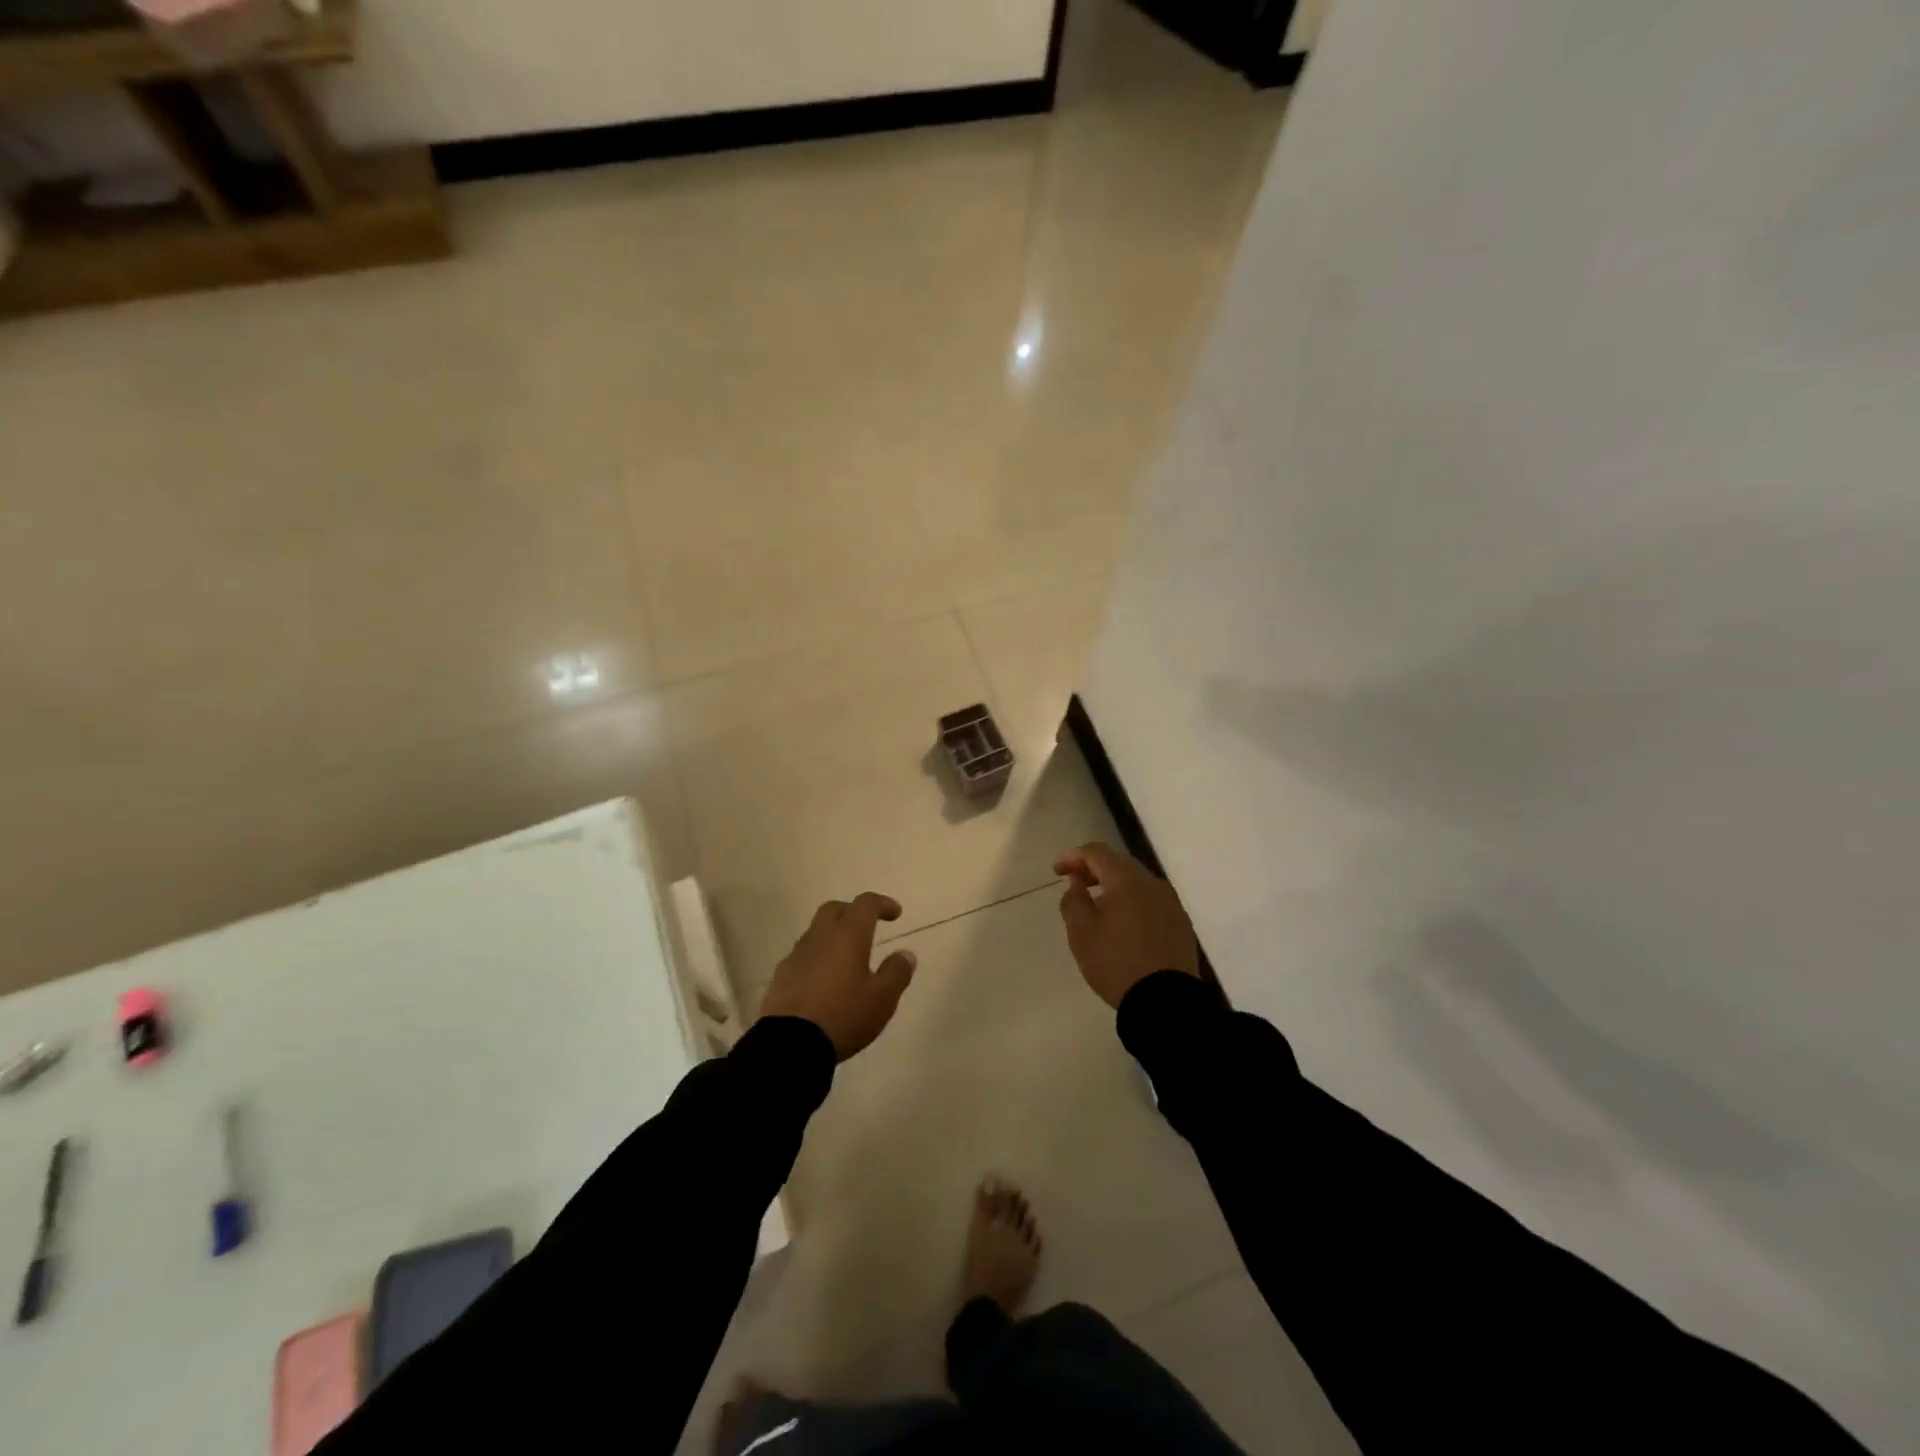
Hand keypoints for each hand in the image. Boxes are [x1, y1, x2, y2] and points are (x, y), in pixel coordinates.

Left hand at [759, 893, 917, 1059]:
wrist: (789, 1045)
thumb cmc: (843, 1016)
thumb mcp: (882, 999)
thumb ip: (897, 973)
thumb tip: (905, 954)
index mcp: (848, 936)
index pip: (865, 904)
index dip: (882, 904)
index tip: (895, 914)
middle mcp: (820, 937)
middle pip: (834, 909)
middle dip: (853, 912)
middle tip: (867, 927)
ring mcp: (796, 956)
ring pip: (816, 932)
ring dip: (833, 936)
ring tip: (846, 959)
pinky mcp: (780, 976)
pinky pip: (802, 955)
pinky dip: (817, 957)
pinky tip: (823, 980)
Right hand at [1055, 843, 1199, 1008]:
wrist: (1166, 1001)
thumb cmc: (1116, 962)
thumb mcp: (1082, 933)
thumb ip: (1074, 900)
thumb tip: (1077, 882)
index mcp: (1127, 880)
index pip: (1097, 852)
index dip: (1074, 856)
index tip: (1057, 871)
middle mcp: (1153, 884)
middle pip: (1119, 864)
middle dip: (1094, 869)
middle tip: (1075, 884)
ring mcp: (1171, 903)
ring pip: (1137, 883)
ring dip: (1114, 886)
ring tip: (1097, 906)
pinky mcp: (1181, 924)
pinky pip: (1151, 901)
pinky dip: (1132, 902)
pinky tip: (1123, 924)